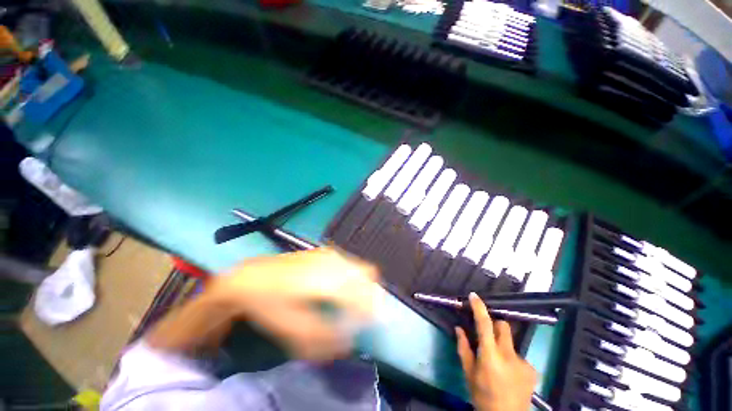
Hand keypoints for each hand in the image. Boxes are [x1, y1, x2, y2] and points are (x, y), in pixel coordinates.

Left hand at [210, 247, 382, 361]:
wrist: (253, 276)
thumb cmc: (270, 304)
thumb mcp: (292, 330)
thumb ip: (324, 338)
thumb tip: (350, 341)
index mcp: (327, 281)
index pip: (363, 293)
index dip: (371, 309)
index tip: (370, 323)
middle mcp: (333, 262)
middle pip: (367, 275)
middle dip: (370, 294)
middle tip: (362, 312)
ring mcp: (330, 254)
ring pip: (360, 268)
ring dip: (363, 284)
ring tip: (353, 301)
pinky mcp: (326, 252)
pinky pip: (351, 264)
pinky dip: (354, 277)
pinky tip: (342, 288)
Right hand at [455, 293, 536, 410]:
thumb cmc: (482, 396)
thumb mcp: (468, 373)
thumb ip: (463, 348)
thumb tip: (459, 328)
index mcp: (490, 356)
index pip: (485, 324)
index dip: (480, 308)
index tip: (474, 296)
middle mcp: (509, 355)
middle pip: (503, 327)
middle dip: (494, 326)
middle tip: (487, 337)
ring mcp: (523, 362)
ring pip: (510, 342)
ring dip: (502, 346)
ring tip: (498, 364)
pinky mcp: (533, 370)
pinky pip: (518, 355)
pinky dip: (511, 359)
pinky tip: (509, 374)